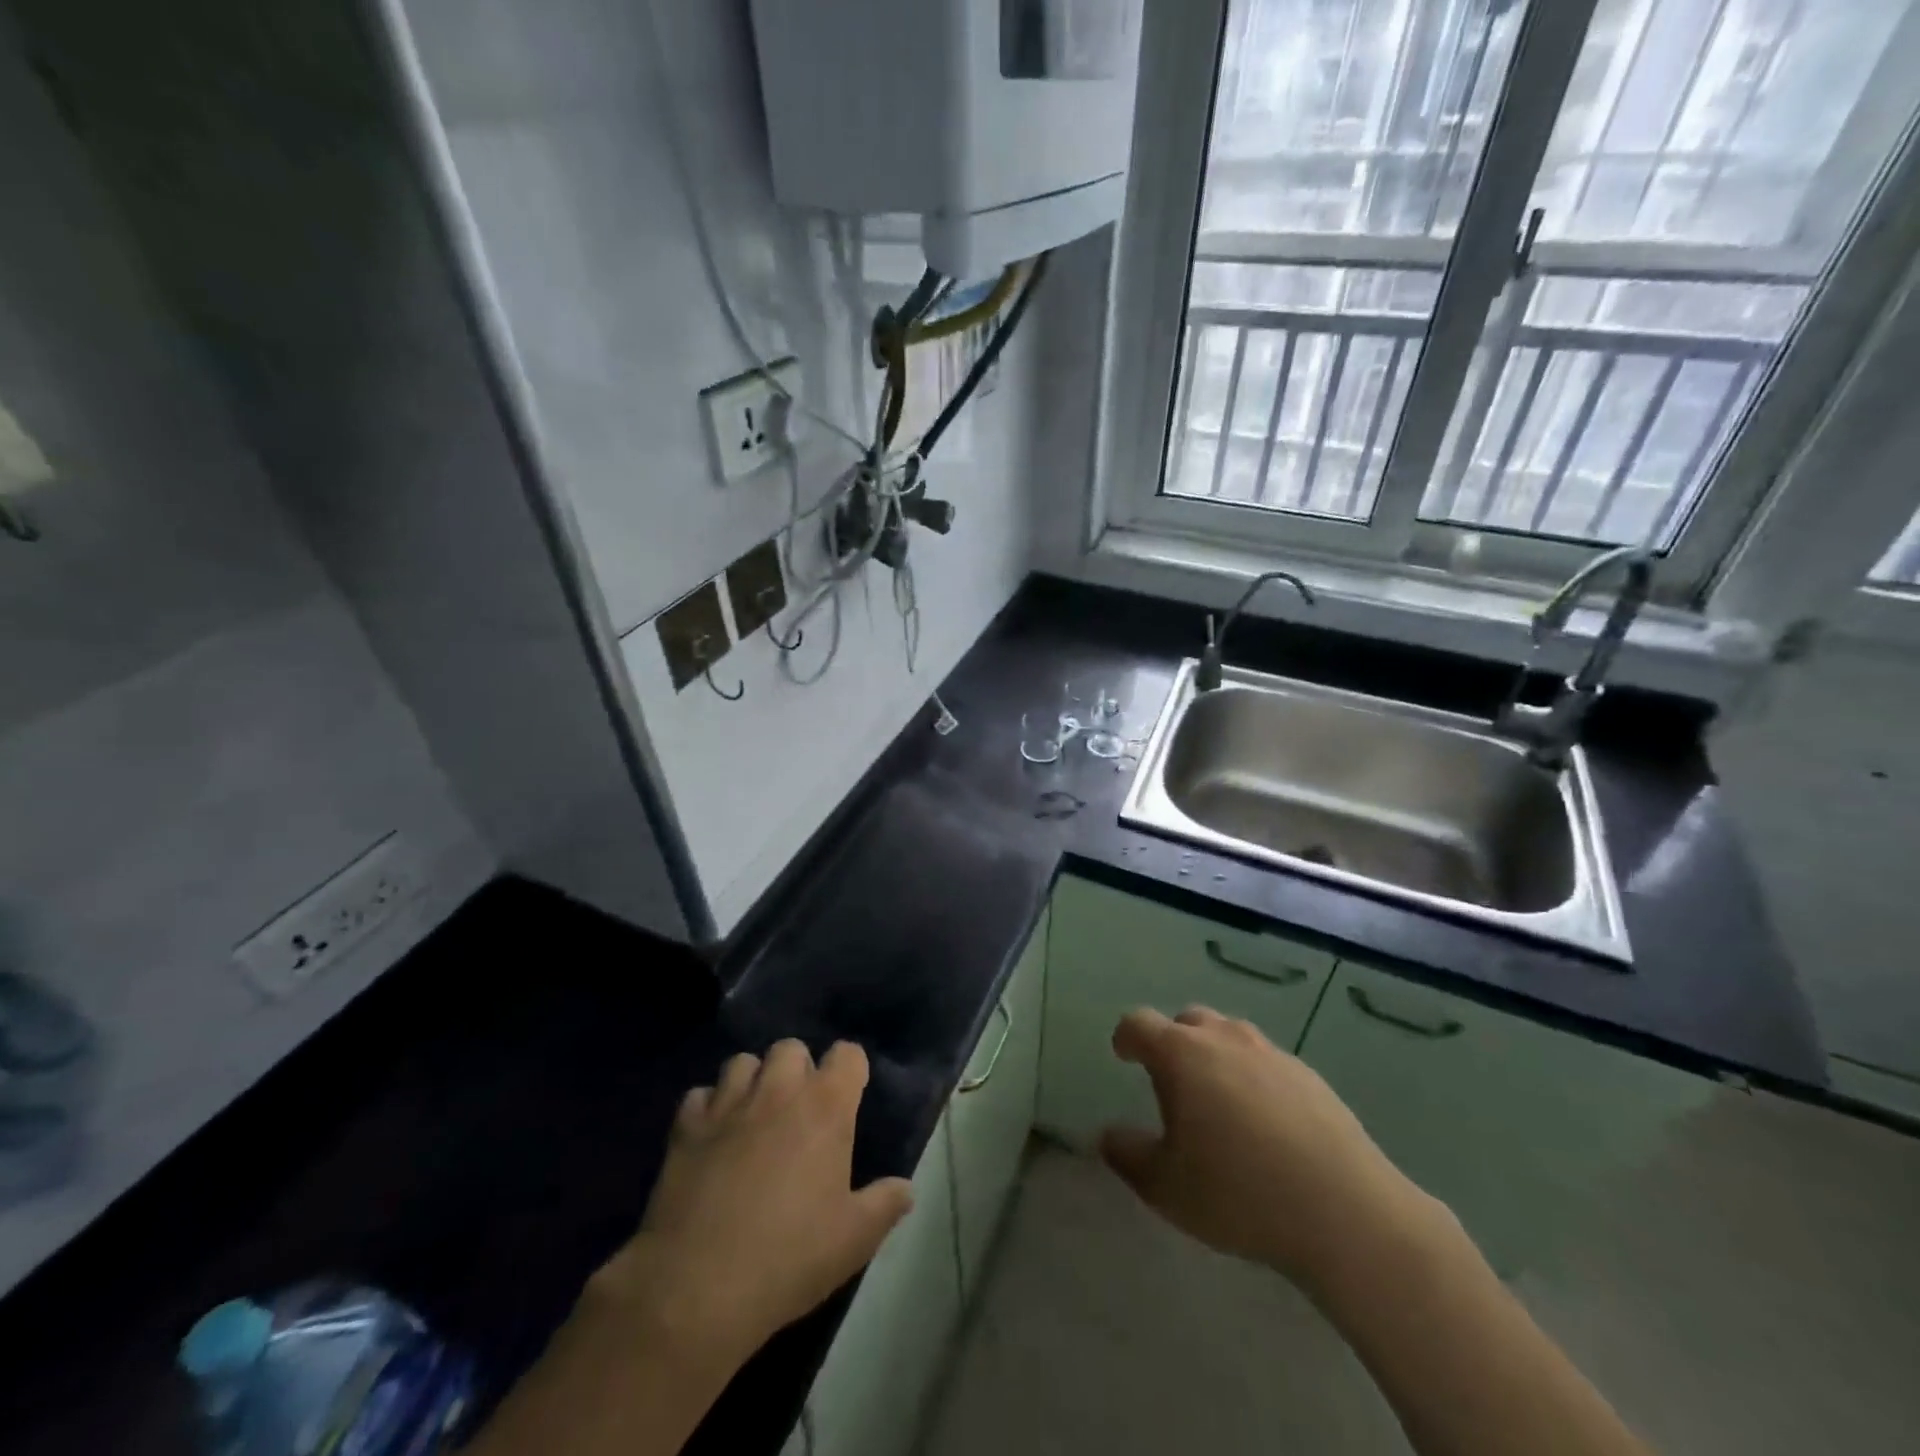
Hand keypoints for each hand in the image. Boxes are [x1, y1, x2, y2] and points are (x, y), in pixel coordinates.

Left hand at [585, 1040, 912, 1368]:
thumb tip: (905, 1188)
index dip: (850, 1070)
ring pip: (743, 1062)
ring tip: (754, 1116)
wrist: (698, 1288)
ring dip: (752, 1081)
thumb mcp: (854, 1240)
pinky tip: (712, 1138)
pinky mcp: (686, 1127)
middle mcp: (778, 1090)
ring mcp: (728, 1105)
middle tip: (799, 1110)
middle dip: (798, 1069)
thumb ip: (885, 1204)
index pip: (848, 1054)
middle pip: (791, 1048)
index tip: (849, 1096)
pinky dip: (708, 1109)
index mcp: (825, 1106)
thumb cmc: (789, 1258)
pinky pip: (698, 1095)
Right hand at [1099, 1007, 1442, 1296]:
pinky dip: (1254, 1078)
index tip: (1123, 1055)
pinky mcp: (1310, 1077)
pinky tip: (1265, 1124)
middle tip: (1172, 1082)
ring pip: (1231, 1037)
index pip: (1139, 1024)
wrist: (1345, 1213)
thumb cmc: (1238, 1193)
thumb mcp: (1165, 1186)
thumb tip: (1108, 1136)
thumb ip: (1128, 1155)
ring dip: (1215, 1056)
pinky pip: (1267, 1063)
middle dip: (1173, 1042)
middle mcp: (1224, 1039)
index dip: (1126, 1037)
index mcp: (1181, 1054)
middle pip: (1188, 1021)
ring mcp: (1271, 1053)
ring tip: (1219, 1101)